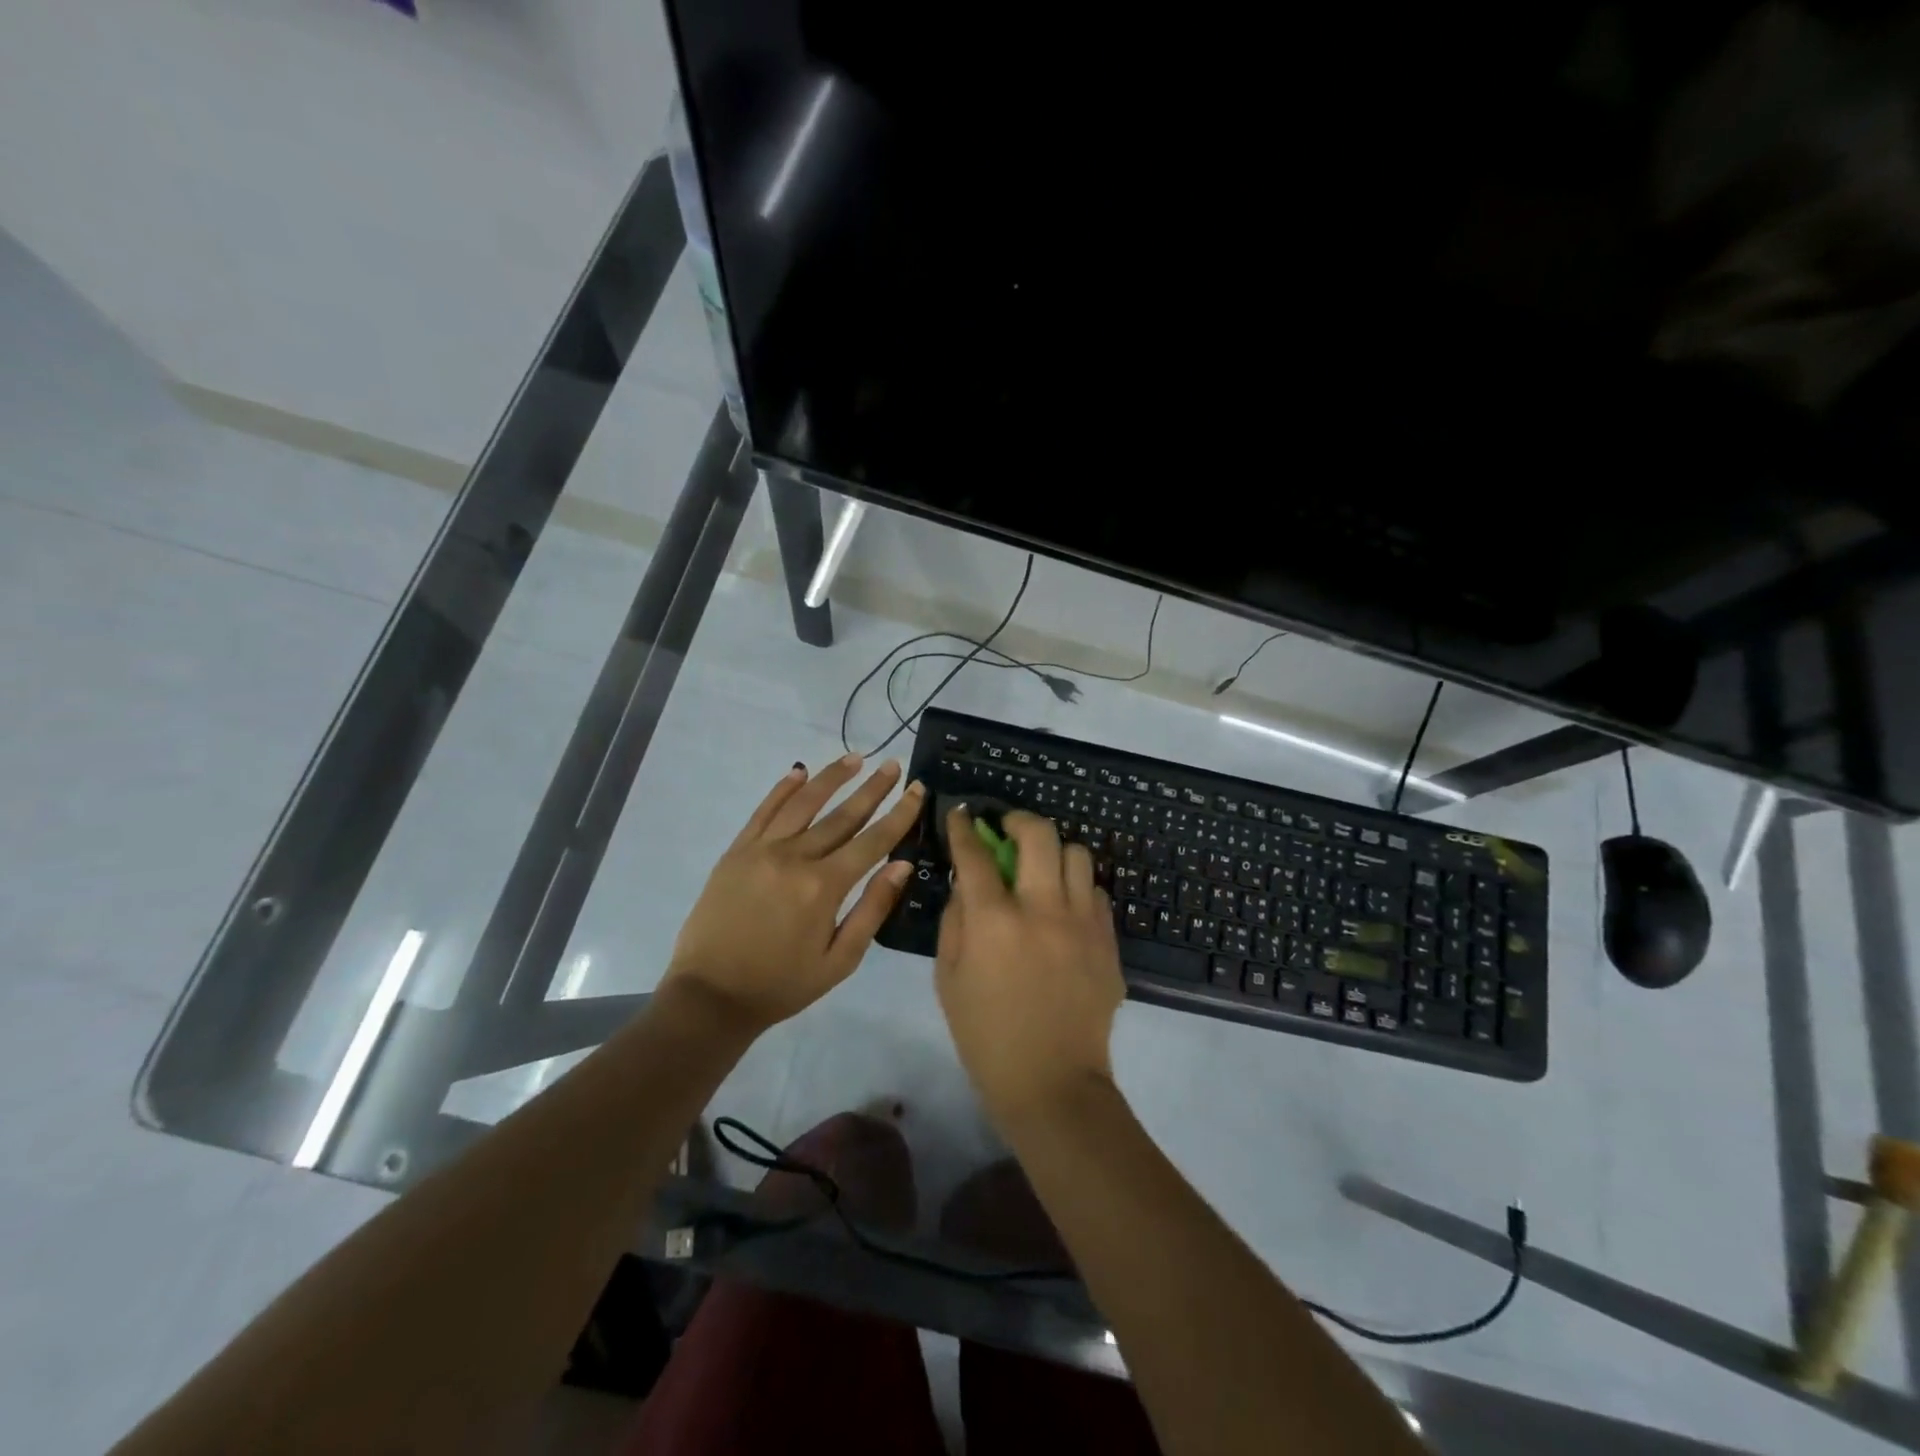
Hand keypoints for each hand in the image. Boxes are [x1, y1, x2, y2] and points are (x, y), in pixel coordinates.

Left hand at [664, 756, 925, 1033]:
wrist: (711, 996)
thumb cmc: (782, 985)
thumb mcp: (840, 960)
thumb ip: (872, 909)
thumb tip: (901, 865)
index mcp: (824, 887)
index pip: (872, 840)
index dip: (899, 814)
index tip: (917, 788)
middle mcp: (795, 858)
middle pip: (842, 815)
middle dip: (872, 788)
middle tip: (893, 765)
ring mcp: (761, 850)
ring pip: (803, 803)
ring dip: (831, 778)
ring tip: (855, 758)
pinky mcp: (736, 851)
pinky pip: (763, 811)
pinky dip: (782, 788)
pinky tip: (799, 771)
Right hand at [935, 807, 1125, 1121]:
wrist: (1052, 1083)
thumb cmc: (986, 1035)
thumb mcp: (949, 977)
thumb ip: (956, 920)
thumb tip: (967, 882)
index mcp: (995, 921)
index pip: (975, 855)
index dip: (963, 828)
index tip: (960, 814)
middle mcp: (1043, 909)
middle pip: (1039, 834)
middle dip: (1018, 820)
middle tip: (1007, 830)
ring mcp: (1083, 923)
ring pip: (1077, 854)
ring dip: (1054, 852)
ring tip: (1042, 870)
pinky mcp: (1109, 941)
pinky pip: (1096, 892)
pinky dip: (1076, 888)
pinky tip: (1064, 909)